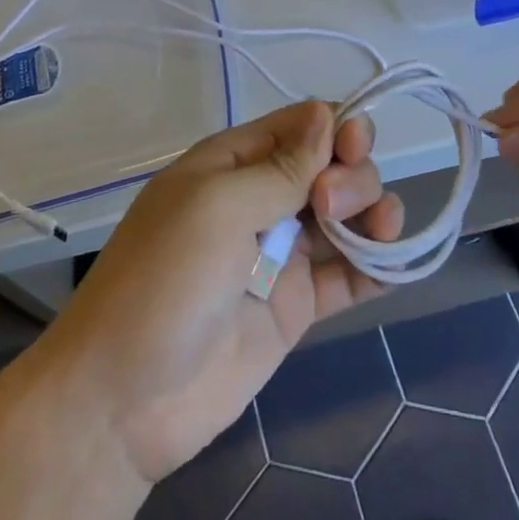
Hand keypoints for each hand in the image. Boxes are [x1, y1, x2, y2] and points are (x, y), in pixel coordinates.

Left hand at [37, 101, 404, 484]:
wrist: (121, 403)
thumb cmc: (162, 281)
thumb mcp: (216, 207)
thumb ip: (281, 167)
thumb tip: (329, 115)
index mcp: (235, 163)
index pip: (302, 125)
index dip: (336, 128)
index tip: (352, 149)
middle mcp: (263, 199)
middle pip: (332, 165)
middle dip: (350, 174)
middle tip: (328, 207)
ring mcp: (282, 254)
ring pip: (347, 214)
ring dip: (374, 211)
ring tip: (379, 232)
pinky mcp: (297, 306)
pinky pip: (348, 275)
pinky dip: (378, 264)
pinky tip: (397, 262)